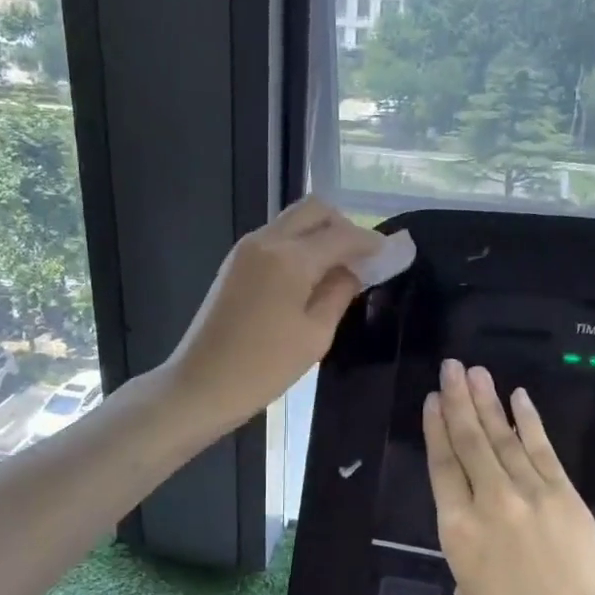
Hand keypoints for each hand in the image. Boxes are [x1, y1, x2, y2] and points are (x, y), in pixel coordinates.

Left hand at [163, 197, 383, 434]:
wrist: (200, 384)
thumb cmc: (263, 367)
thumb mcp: (315, 335)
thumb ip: (340, 292)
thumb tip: (356, 269)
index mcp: (290, 258)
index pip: (342, 234)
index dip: (372, 241)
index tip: (393, 252)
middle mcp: (267, 240)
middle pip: (315, 210)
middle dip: (344, 225)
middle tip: (363, 257)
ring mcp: (246, 249)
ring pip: (293, 220)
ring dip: (320, 233)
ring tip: (339, 268)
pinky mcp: (234, 263)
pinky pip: (276, 237)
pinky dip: (299, 245)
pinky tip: (310, 276)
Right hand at [425, 360, 594, 594]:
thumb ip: (467, 555)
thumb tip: (480, 531)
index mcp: (457, 532)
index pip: (442, 466)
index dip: (435, 429)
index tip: (431, 400)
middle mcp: (489, 502)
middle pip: (469, 441)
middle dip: (458, 400)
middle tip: (450, 367)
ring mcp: (530, 494)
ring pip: (503, 437)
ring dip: (488, 401)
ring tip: (475, 372)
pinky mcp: (566, 496)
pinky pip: (542, 449)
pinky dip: (529, 421)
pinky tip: (518, 397)